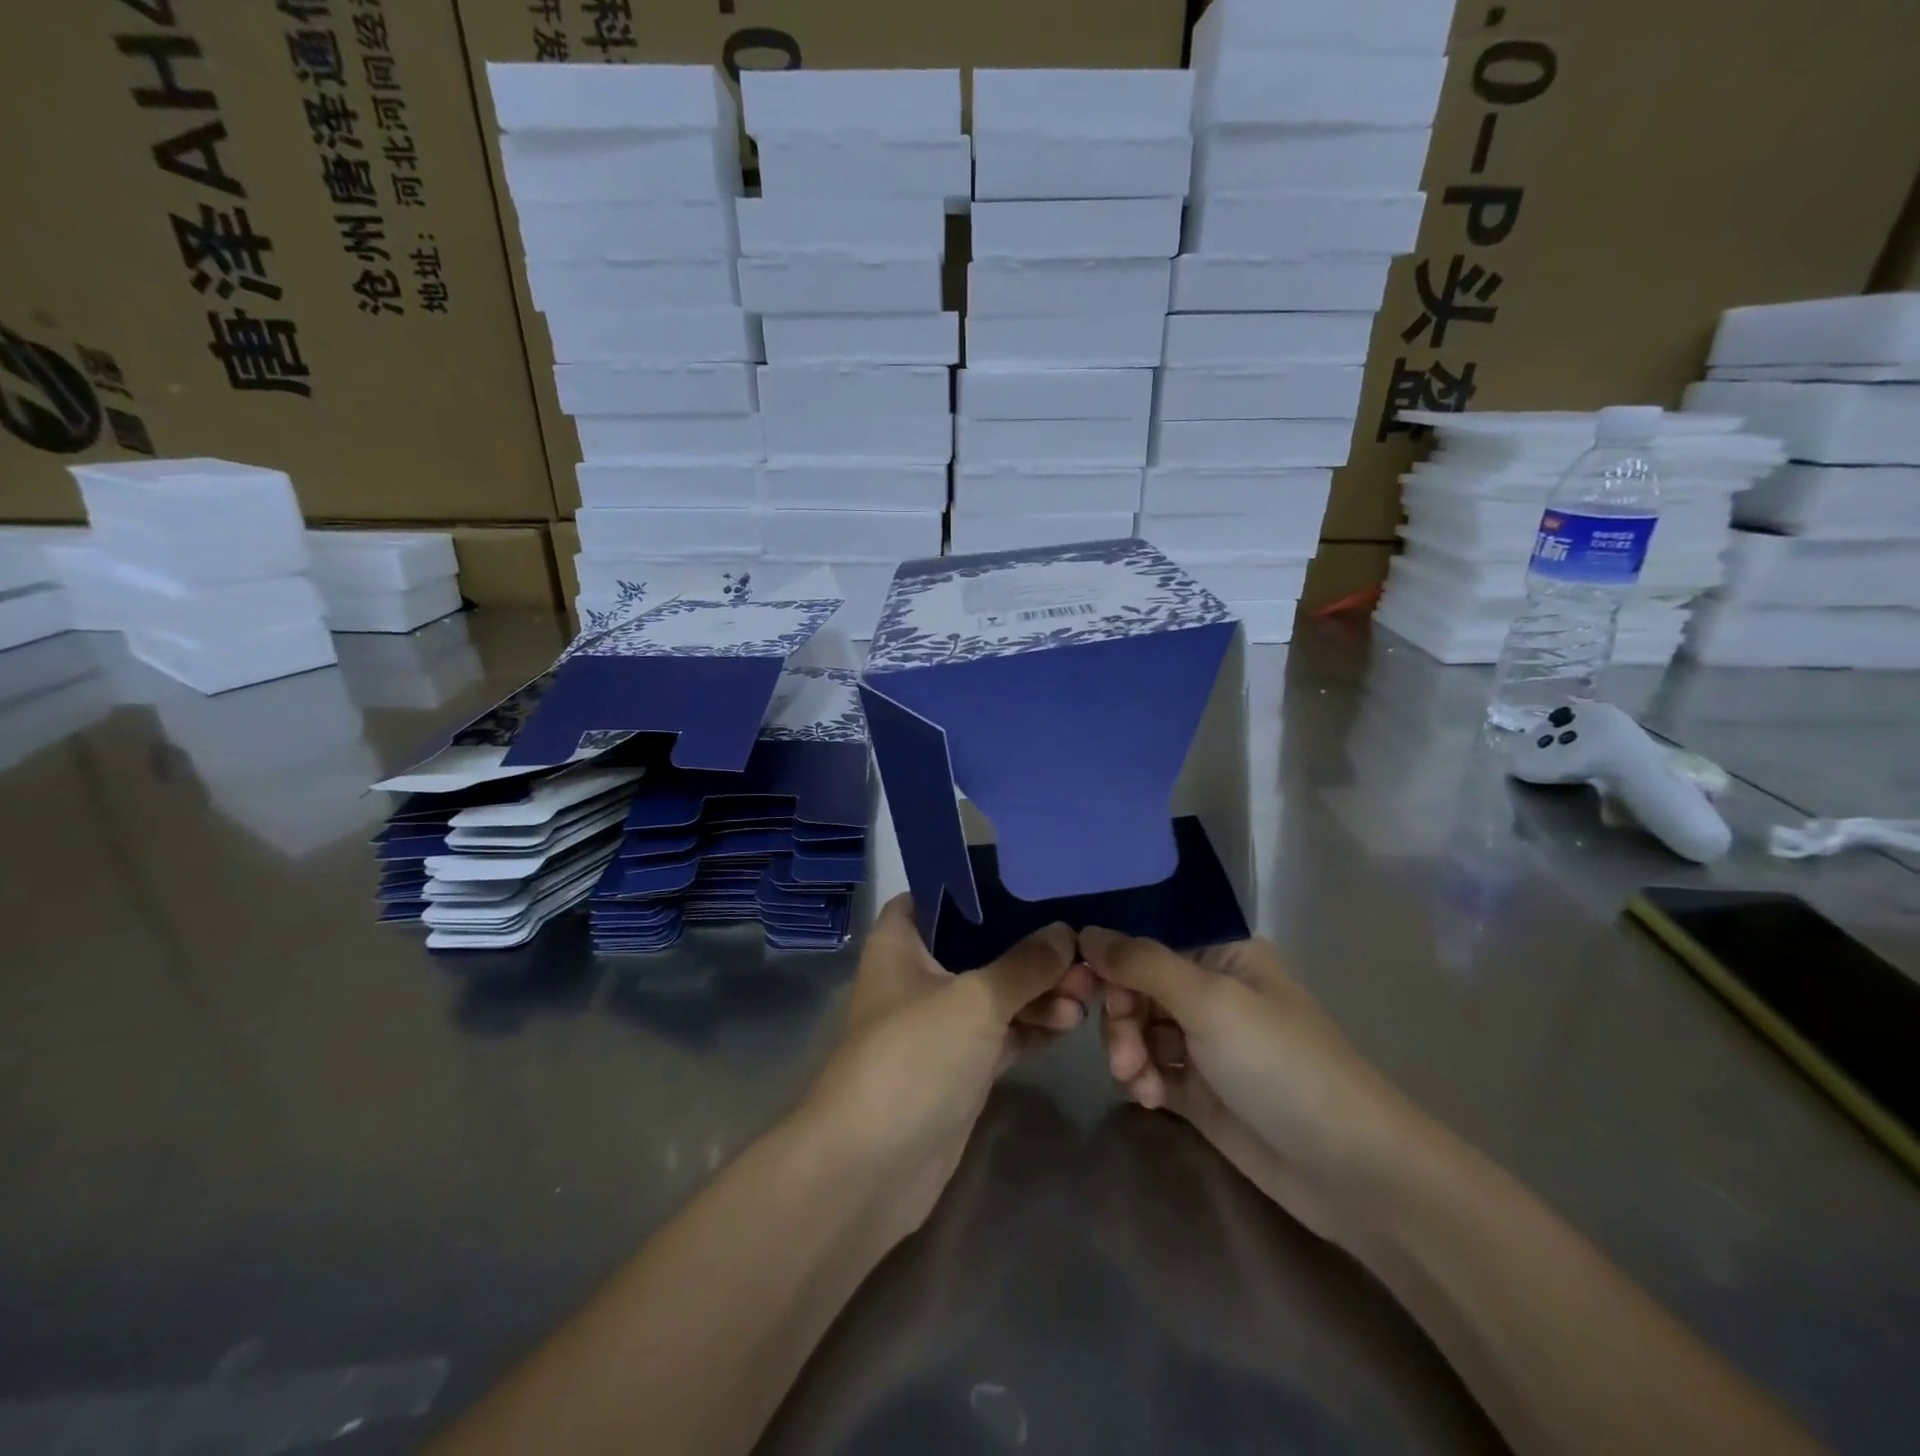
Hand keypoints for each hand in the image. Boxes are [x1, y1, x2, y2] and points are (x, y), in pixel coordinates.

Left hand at [800, 896, 1088, 1241]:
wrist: (872, 1168)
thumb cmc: (913, 1057)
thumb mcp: (974, 999)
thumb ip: (1024, 964)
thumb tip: (1066, 933)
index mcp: (900, 944)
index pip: (933, 896)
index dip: (974, 888)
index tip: (1025, 884)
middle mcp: (918, 977)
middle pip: (978, 946)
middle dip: (1028, 948)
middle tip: (1080, 954)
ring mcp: (940, 1025)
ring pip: (996, 993)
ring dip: (1038, 991)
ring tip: (1085, 994)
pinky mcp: (960, 1067)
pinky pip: (1003, 1034)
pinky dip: (1033, 1026)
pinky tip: (1071, 1022)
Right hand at [1080, 930, 1421, 1248]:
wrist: (1349, 1171)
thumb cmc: (1281, 1065)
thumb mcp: (1210, 1001)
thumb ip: (1142, 964)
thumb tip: (1083, 932)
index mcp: (1223, 955)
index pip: (1149, 942)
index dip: (1113, 961)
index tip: (1082, 985)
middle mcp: (1212, 992)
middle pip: (1137, 987)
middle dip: (1122, 1017)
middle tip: (1124, 1052)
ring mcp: (1206, 1044)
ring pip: (1139, 1030)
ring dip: (1128, 1051)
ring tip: (1137, 1081)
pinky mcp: (1201, 1092)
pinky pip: (1151, 1070)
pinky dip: (1143, 1080)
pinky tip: (1151, 1099)